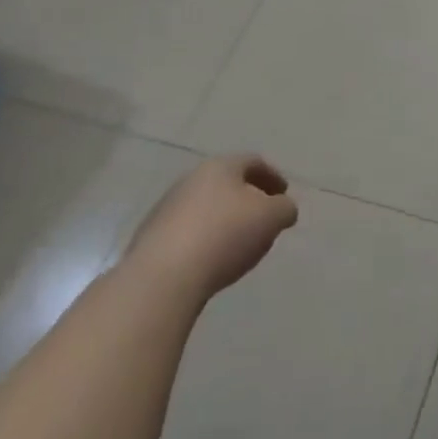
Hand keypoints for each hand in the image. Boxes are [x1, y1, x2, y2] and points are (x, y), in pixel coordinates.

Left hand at [126, 155, 297, 300]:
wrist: (163, 276)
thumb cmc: (225, 235)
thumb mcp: (272, 218)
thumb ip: (285, 208)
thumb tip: (283, 208)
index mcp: (220, 167)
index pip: (253, 162)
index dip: (273, 176)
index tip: (284, 195)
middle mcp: (191, 179)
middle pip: (227, 183)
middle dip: (249, 198)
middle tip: (265, 218)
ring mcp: (167, 208)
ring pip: (206, 207)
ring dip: (226, 219)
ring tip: (240, 243)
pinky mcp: (152, 237)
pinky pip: (189, 231)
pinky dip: (206, 239)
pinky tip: (213, 259)